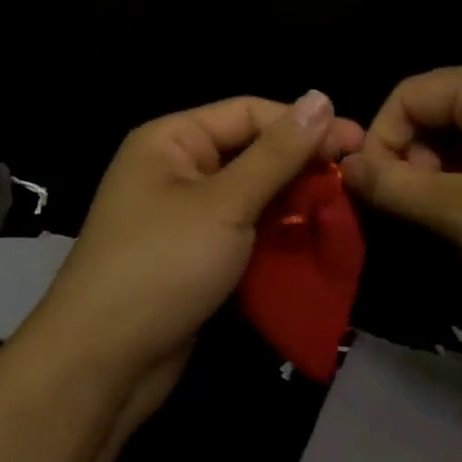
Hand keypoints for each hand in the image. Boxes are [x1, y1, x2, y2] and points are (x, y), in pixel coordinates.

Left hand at [24, 92, 364, 397]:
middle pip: (251, 152)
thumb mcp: (225, 203)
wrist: (103, 363)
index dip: (304, 123)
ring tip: (344, 209)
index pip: (249, 113)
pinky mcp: (193, 255)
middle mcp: (176, 168)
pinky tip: (313, 239)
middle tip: (357, 177)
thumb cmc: (162, 265)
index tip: (359, 141)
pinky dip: (275, 233)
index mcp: (172, 139)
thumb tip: (321, 98)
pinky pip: (242, 230)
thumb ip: (277, 153)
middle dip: (301, 165)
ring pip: (251, 194)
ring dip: (293, 201)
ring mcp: (183, 214)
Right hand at [341, 57, 461, 338]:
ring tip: (452, 218)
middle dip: (415, 157)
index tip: (374, 194)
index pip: (408, 94)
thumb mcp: (459, 214)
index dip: (380, 142)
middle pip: (437, 107)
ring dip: (443, 170)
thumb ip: (392, 185)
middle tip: (419, 211)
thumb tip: (343, 166)